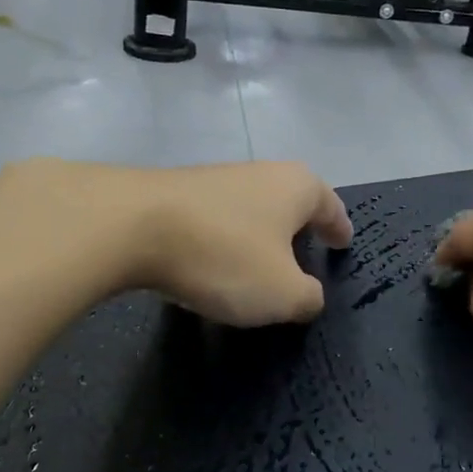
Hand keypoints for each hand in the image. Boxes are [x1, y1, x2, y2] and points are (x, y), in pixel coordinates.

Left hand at [0, 159, 351, 327]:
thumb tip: (309, 297)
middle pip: (290, 202)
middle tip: (306, 257)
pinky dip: (223, 241)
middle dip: (298, 229)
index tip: (344, 243)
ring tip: (258, 268)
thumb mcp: (282, 293)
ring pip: (250, 209)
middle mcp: (260, 173)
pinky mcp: (176, 193)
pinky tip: (211, 266)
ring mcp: (215, 178)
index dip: (339, 228)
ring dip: (257, 236)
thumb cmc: (223, 256)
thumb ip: (308, 298)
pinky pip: (215, 220)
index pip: (331, 206)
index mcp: (297, 187)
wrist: (128, 226)